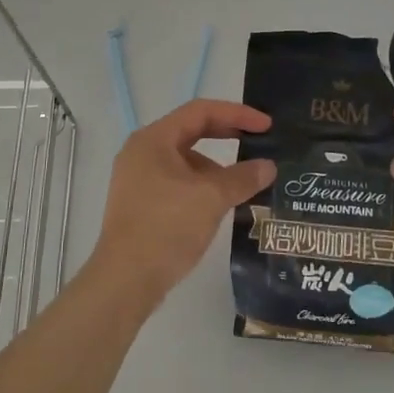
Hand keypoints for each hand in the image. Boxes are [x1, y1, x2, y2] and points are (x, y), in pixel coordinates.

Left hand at [84, 99, 276, 314]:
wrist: (126, 280)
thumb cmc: (167, 227)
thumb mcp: (211, 198)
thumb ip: (242, 177)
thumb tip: (268, 166)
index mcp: (153, 140)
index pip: (200, 112)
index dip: (237, 114)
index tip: (266, 125)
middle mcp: (142, 152)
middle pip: (191, 132)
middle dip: (227, 136)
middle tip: (259, 142)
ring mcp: (138, 179)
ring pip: (185, 161)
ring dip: (216, 167)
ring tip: (244, 184)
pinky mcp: (141, 204)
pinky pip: (177, 182)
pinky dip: (201, 186)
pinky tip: (221, 205)